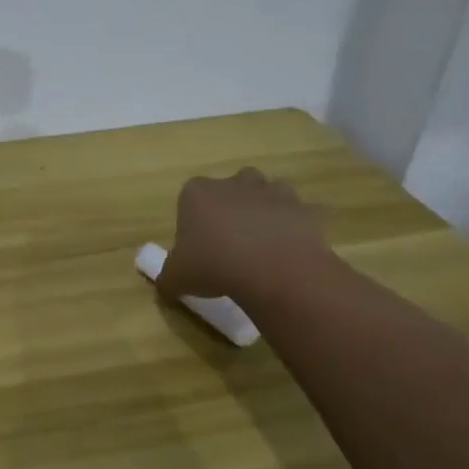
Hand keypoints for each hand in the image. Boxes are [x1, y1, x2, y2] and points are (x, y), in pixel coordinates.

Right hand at [154, 168, 330, 303]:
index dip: (194, 220)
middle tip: (230, 240)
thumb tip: (167, 284)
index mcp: (196, 193)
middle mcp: (232, 184)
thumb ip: (168, 276)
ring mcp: (269, 191)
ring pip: (264, 190)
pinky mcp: (300, 207)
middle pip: (228, 187)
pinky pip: (294, 212)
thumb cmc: (215, 266)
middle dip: (230, 206)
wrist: (273, 270)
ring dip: (262, 208)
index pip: (189, 198)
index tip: (199, 246)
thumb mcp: (177, 277)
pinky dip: (292, 224)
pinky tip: (287, 249)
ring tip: (261, 241)